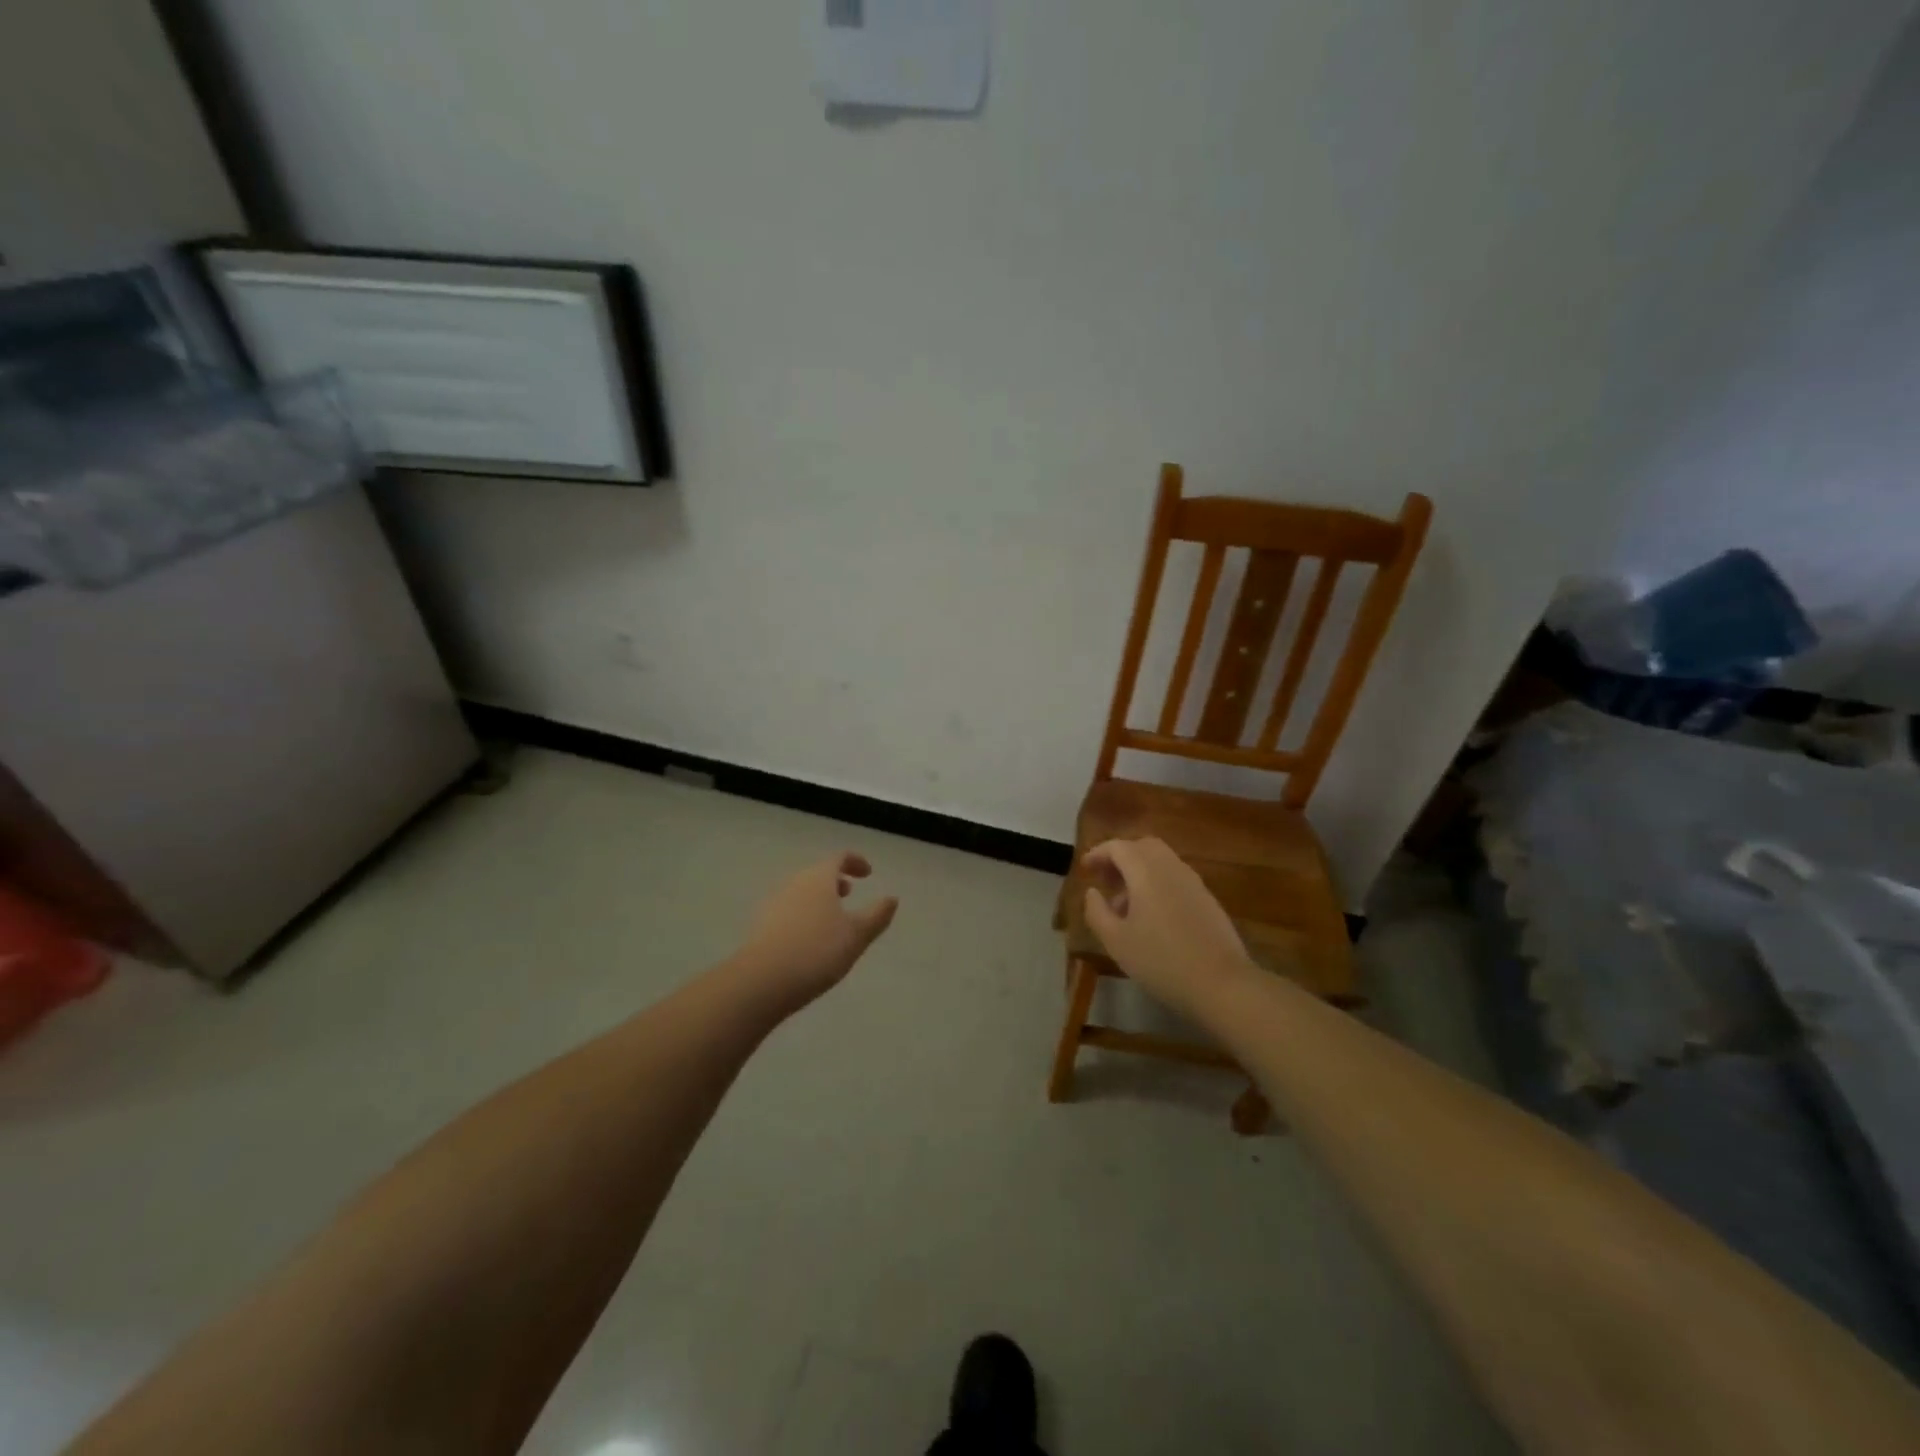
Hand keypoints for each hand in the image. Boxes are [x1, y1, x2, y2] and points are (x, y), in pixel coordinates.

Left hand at [734, 852, 897, 1014]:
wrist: (762, 981)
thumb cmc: (817, 951)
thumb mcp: (857, 935)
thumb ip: (877, 915)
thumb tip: (892, 898)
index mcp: (819, 878)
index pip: (838, 858)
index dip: (855, 861)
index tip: (868, 873)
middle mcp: (794, 883)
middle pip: (817, 874)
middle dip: (835, 880)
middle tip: (850, 893)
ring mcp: (774, 904)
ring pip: (802, 892)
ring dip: (819, 898)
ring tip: (832, 918)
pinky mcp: (762, 926)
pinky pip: (789, 910)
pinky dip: (804, 914)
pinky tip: (809, 938)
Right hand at [1082, 837, 1253, 1020]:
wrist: (1222, 984)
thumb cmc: (1161, 960)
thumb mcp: (1116, 941)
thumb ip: (1097, 912)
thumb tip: (1092, 893)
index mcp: (1146, 871)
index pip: (1118, 847)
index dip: (1098, 854)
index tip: (1085, 869)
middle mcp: (1171, 867)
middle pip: (1143, 847)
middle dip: (1121, 858)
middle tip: (1105, 880)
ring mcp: (1193, 882)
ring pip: (1162, 861)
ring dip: (1139, 872)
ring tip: (1125, 904)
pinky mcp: (1207, 899)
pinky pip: (1176, 878)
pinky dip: (1158, 883)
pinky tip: (1152, 916)